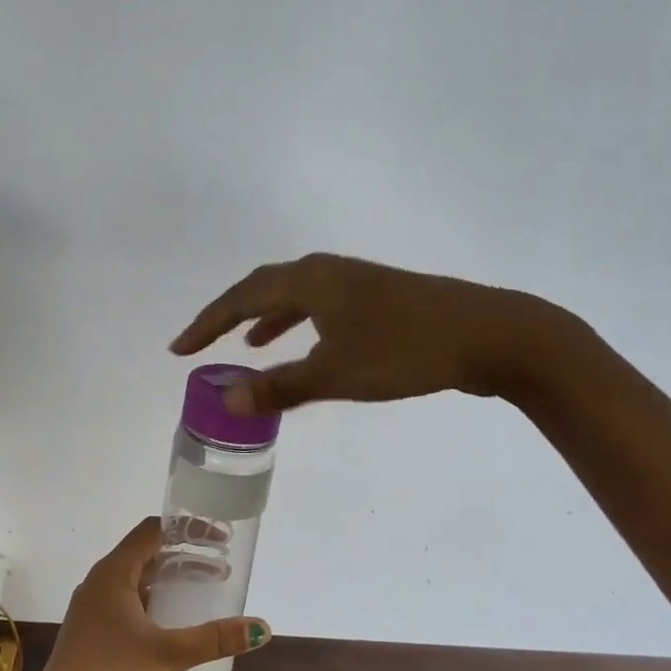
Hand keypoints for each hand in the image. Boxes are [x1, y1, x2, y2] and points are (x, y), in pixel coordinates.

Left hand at [25, 518, 268, 670]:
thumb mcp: (168, 654)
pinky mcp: (92, 631)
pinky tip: (173, 625)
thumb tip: (262, 628)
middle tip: (221, 570)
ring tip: (204, 594)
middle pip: (146, 554)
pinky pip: (128, 602)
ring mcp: (93, 607)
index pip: (152, 531)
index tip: (219, 540)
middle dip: (184, 558)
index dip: (188, 529)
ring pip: (137, 580)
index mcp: (113, 572)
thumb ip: (214, 639)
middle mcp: (100, 581)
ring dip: (169, 582)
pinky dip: (155, 602)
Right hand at [170, 252, 570, 414]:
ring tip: (247, 344)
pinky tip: (306, 345)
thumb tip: (224, 400)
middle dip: (228, 316)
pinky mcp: (378, 297)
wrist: (491, 335)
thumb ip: (278, 387)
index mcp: (310, 281)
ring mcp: (355, 281)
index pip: (240, 299)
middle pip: (263, 288)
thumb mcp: (336, 374)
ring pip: (294, 295)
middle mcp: (327, 271)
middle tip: (201, 342)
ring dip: (265, 318)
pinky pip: (319, 305)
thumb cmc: (406, 351)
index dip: (206, 324)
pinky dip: (298, 323)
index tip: (179, 349)